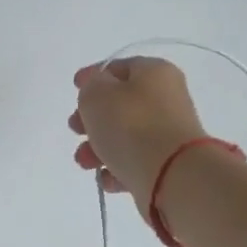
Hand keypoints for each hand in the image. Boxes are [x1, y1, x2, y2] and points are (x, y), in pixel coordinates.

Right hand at [69, 57, 207, 198]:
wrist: (171, 175)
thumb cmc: (131, 125)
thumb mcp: (97, 95)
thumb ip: (90, 86)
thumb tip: (97, 91)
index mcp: (154, 72)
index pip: (118, 68)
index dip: (93, 76)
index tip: (74, 87)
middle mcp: (166, 99)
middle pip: (120, 105)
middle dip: (90, 119)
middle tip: (75, 129)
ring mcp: (168, 134)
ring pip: (124, 136)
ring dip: (98, 148)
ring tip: (85, 162)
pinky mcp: (167, 165)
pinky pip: (134, 163)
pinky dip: (116, 169)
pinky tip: (107, 178)